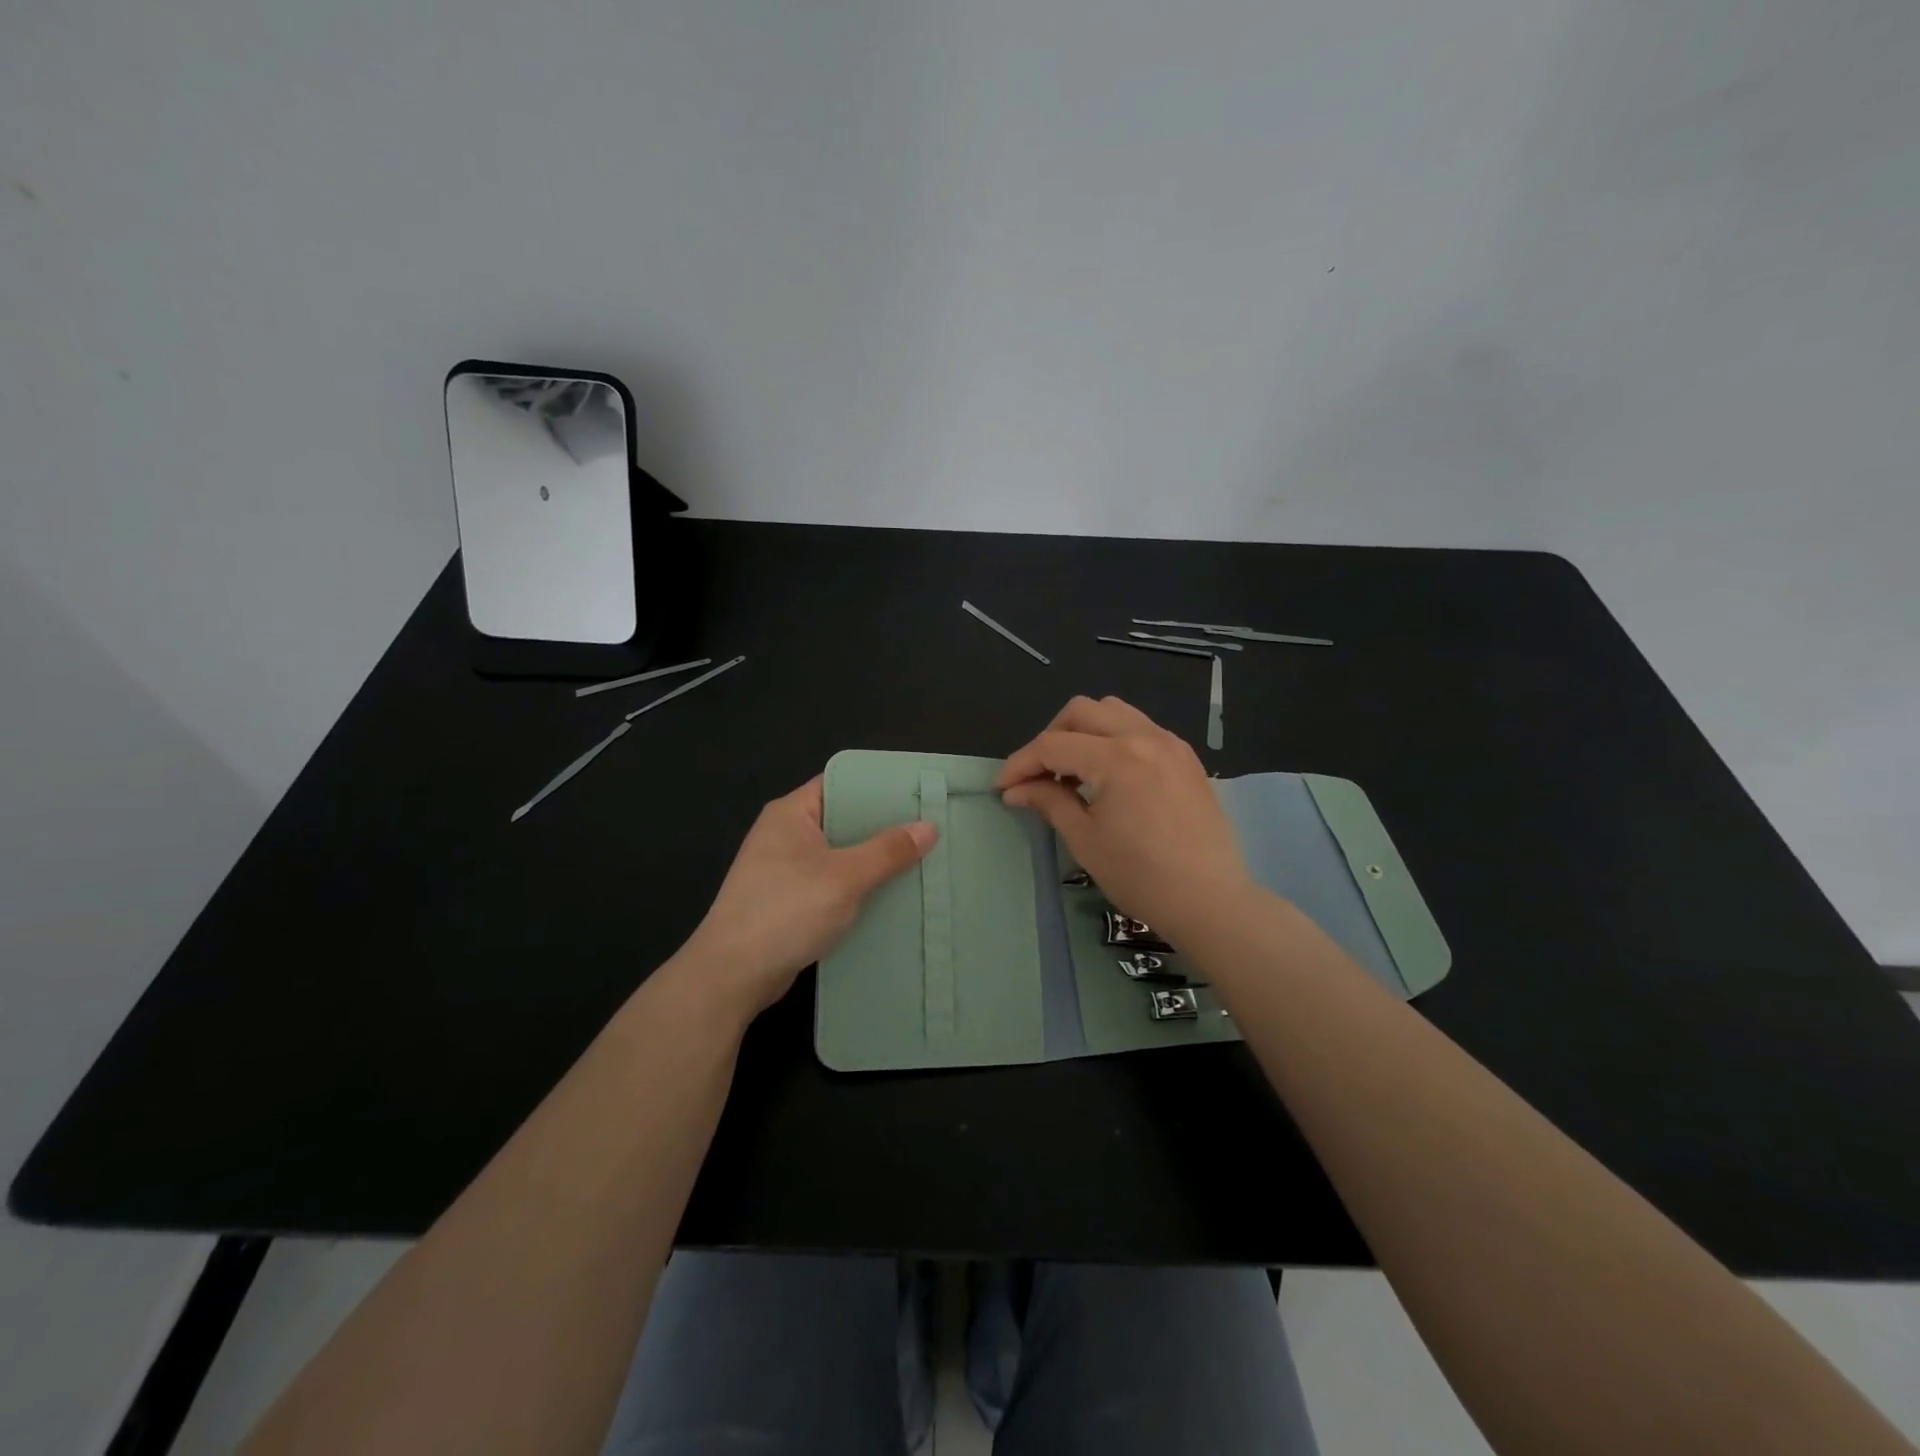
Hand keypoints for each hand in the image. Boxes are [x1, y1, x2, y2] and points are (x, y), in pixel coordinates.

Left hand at [680, 776, 936, 1019]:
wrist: (733, 975)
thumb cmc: (786, 911)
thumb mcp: (845, 876)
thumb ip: (888, 851)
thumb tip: (929, 827)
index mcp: (791, 813)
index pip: (840, 783)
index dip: (879, 786)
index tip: (918, 794)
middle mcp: (785, 834)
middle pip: (843, 819)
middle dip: (884, 827)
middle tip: (929, 829)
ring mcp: (784, 869)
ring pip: (840, 855)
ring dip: (873, 861)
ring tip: (920, 860)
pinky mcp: (789, 901)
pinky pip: (832, 883)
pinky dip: (858, 887)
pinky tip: (891, 896)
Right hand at [997, 696, 1255, 946]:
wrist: (1210, 901)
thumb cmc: (1141, 877)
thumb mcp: (1085, 840)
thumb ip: (1049, 802)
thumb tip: (1016, 790)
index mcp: (1116, 758)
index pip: (1052, 746)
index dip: (1020, 764)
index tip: (1002, 787)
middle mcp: (1144, 736)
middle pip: (1080, 711)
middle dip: (1049, 738)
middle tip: (1037, 775)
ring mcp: (1170, 742)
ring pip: (1113, 711)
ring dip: (1082, 731)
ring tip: (1073, 770)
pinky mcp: (1185, 756)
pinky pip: (1140, 727)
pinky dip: (1113, 738)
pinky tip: (1107, 774)